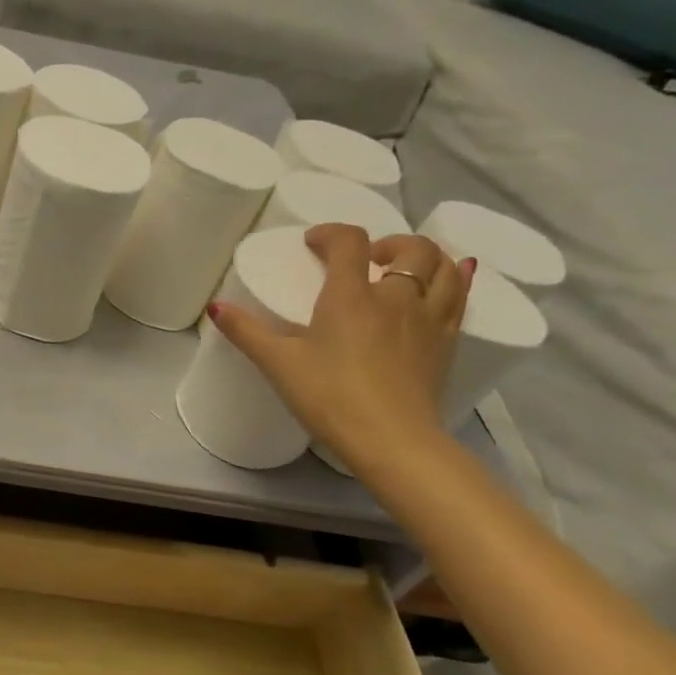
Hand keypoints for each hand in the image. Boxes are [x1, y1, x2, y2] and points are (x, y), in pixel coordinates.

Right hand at [207, 223, 476, 472]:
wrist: (392, 441)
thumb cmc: (329, 397)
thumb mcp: (278, 364)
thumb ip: (246, 332)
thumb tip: (214, 307)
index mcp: (351, 297)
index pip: (348, 242)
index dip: (330, 233)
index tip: (313, 244)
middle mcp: (396, 298)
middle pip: (410, 248)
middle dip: (387, 242)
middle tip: (367, 258)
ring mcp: (428, 320)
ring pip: (444, 268)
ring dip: (426, 256)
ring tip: (404, 268)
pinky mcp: (446, 343)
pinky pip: (461, 299)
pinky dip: (456, 281)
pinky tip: (451, 281)